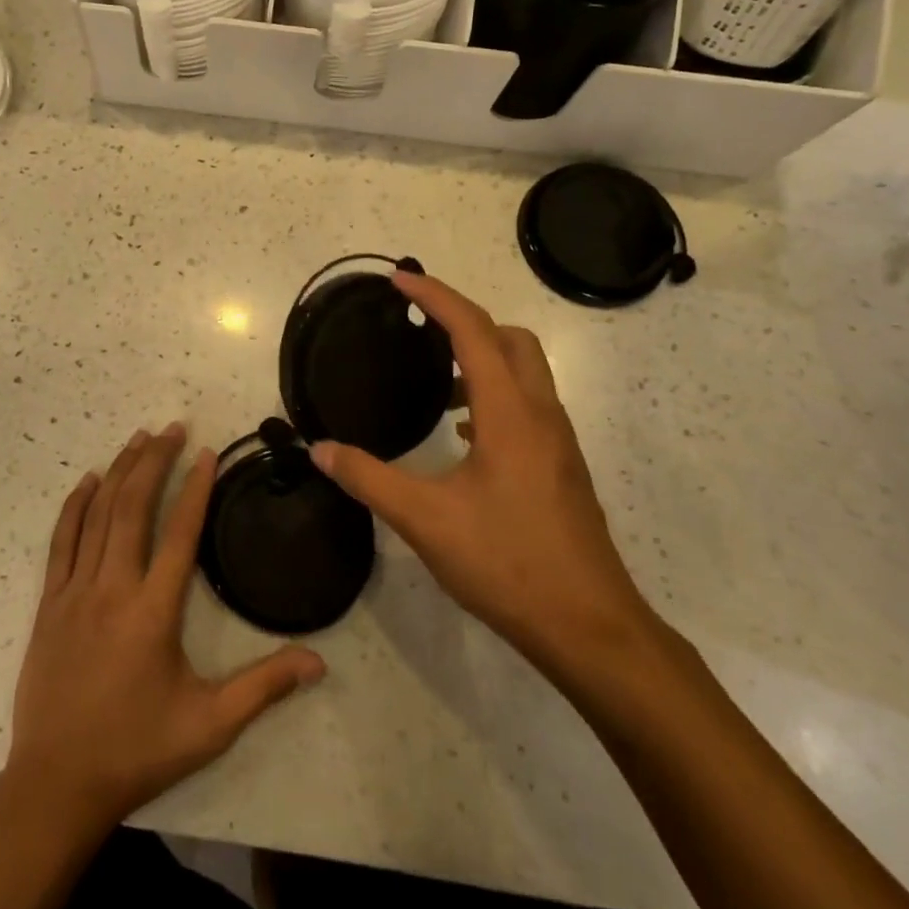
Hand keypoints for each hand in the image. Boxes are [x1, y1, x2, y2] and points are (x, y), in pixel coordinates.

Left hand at [5, 423, 325, 831]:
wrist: (56, 785)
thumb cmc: (137, 750)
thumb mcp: (209, 725)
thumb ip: (263, 688)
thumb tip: (319, 662)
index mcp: (153, 611)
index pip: (179, 533)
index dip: (195, 488)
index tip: (206, 452)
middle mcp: (113, 588)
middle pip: (134, 507)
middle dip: (154, 461)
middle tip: (172, 427)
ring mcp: (75, 591)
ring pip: (98, 514)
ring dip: (119, 471)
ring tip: (139, 438)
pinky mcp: (49, 602)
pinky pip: (62, 540)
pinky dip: (75, 505)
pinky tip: (88, 481)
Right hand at [309, 273, 660, 689]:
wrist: (590, 628)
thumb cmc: (508, 564)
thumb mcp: (426, 520)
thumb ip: (368, 478)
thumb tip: (318, 449)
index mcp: (509, 412)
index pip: (472, 330)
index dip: (435, 297)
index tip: (399, 280)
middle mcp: (540, 413)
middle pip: (510, 337)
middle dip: (464, 319)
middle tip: (419, 326)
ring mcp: (557, 440)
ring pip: (524, 370)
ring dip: (481, 357)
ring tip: (434, 381)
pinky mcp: (561, 465)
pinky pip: (527, 403)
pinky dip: (494, 393)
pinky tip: (463, 433)